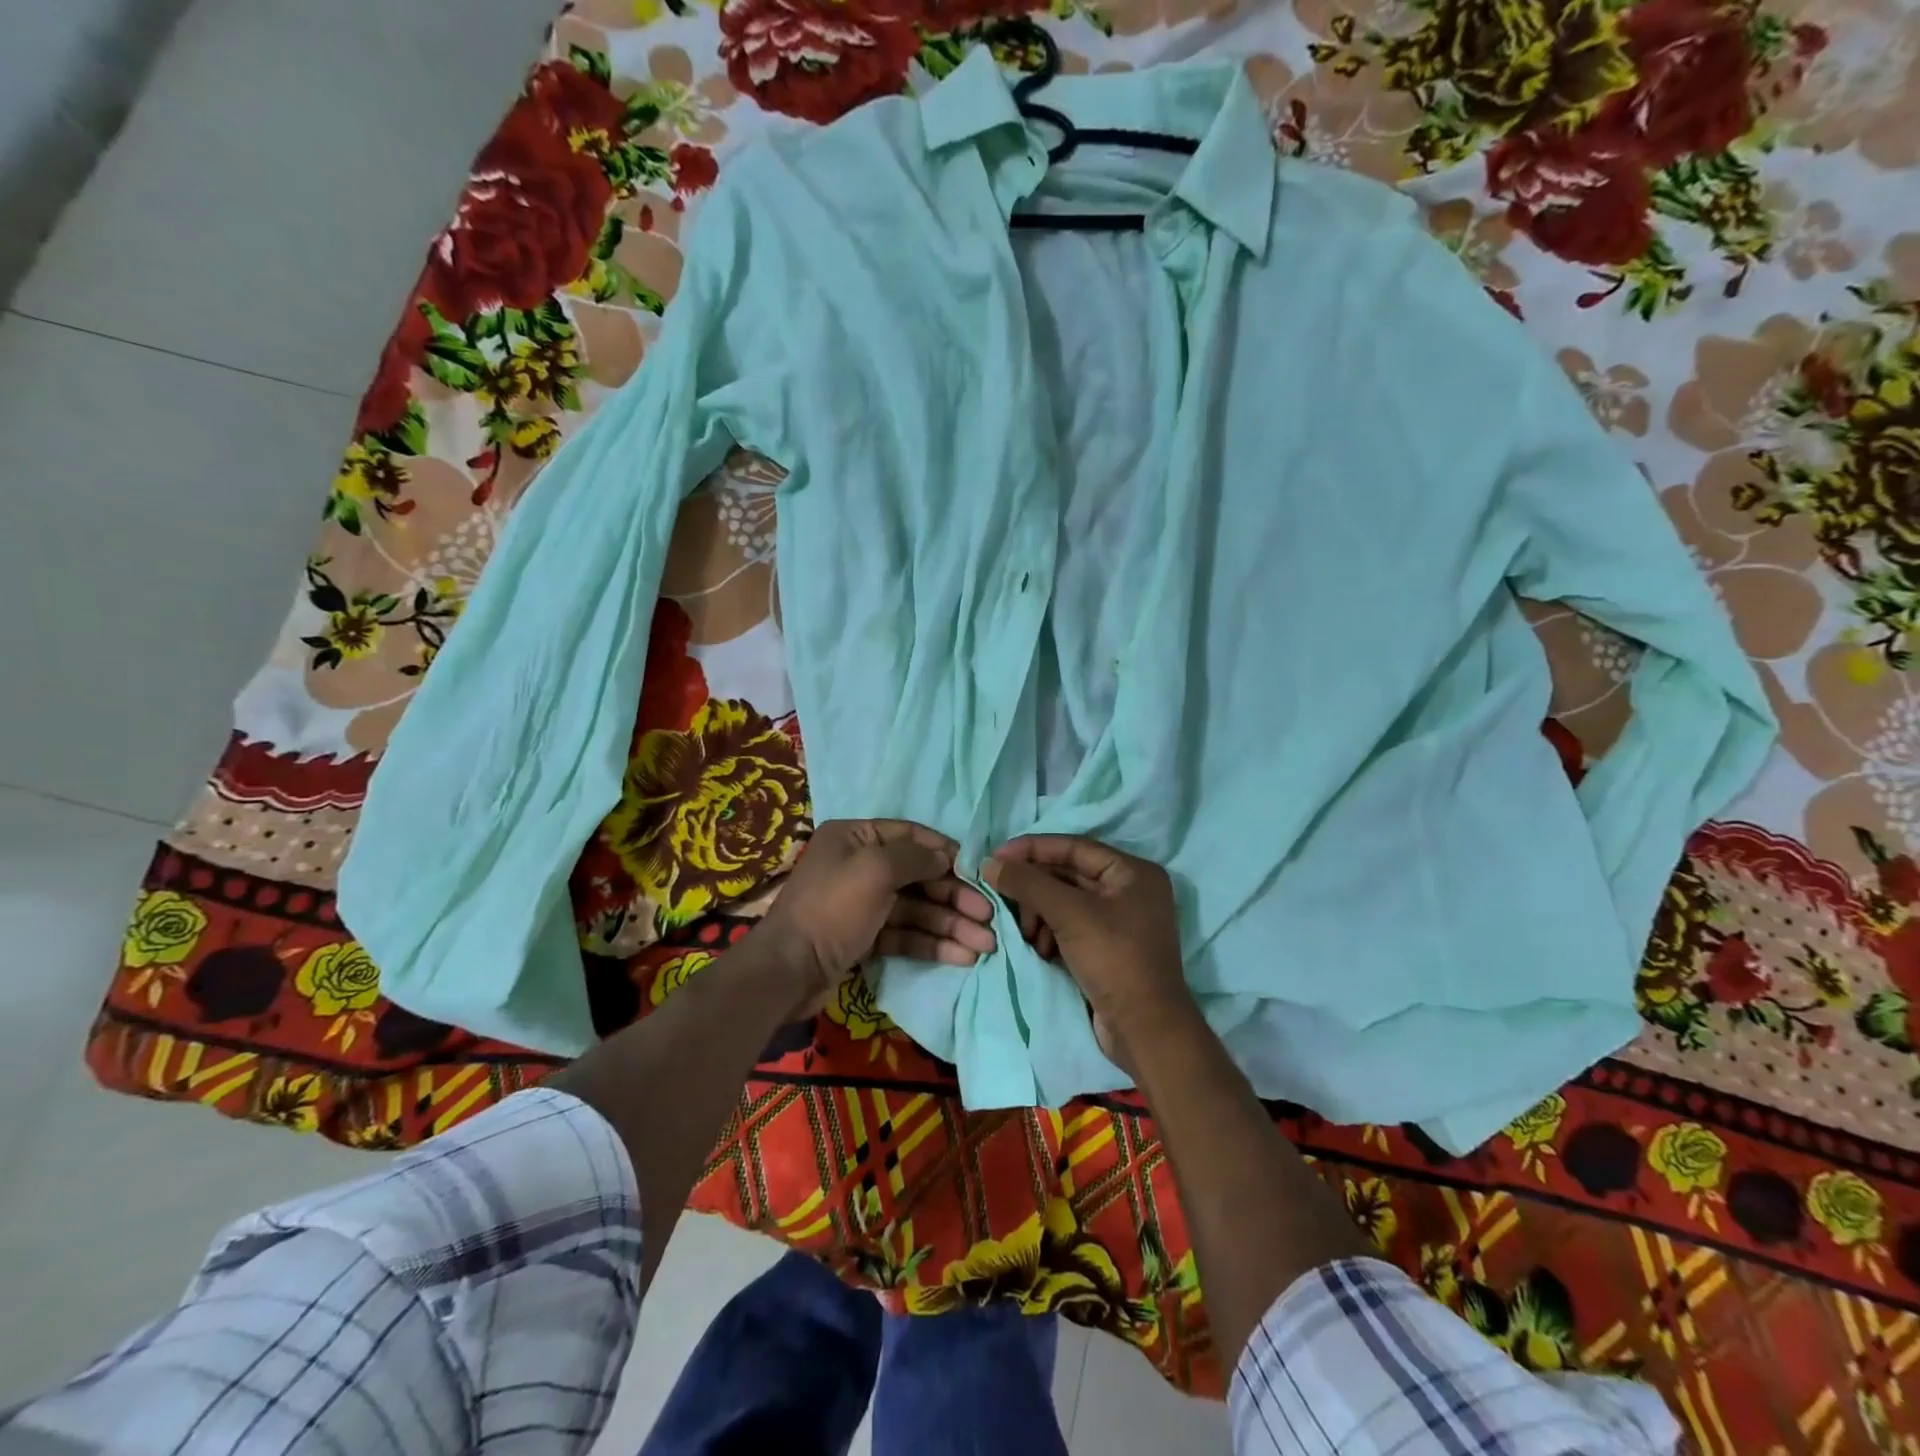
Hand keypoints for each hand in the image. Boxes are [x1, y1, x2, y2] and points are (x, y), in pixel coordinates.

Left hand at [753, 819, 996, 1015]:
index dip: (945, 852)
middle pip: (917, 876)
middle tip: (990, 916)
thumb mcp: (875, 869)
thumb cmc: (832, 908)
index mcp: (855, 837)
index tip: (978, 870)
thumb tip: (945, 856)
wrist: (788, 971)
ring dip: (950, 924)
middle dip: (955, 896)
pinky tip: (961, 956)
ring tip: (985, 944)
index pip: (909, 836)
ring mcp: (861, 904)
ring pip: (915, 909)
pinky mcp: (864, 938)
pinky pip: (904, 934)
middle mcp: (858, 865)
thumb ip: (915, 858)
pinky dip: (931, 943)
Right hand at [983, 835, 1192, 1076]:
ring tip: (1025, 933)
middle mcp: (1130, 890)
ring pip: (1066, 901)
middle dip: (1034, 887)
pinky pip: (1071, 925)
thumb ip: (1028, 883)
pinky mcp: (1108, 947)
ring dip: (1039, 912)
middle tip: (1003, 899)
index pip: (1074, 846)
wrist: (1145, 1030)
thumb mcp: (1069, 914)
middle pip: (1068, 874)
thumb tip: (989, 863)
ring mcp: (1120, 921)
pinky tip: (1038, 947)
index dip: (1033, 848)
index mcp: (1132, 872)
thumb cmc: (1114, 959)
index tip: (996, 856)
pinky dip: (1050, 931)